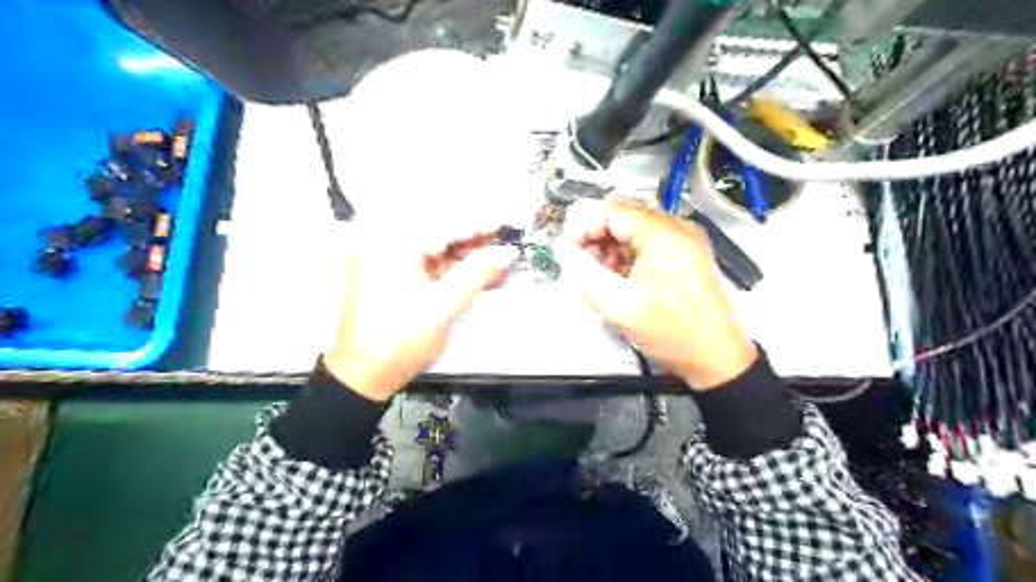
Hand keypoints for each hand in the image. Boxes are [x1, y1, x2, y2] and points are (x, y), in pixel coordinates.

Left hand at [325, 230, 514, 402]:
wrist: (363, 376)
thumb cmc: (399, 342)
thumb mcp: (445, 306)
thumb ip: (478, 274)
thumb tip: (505, 253)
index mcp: (394, 246)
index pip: (446, 225)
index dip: (481, 226)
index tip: (506, 226)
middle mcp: (384, 244)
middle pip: (438, 233)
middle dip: (474, 242)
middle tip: (504, 245)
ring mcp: (383, 260)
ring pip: (433, 249)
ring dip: (464, 257)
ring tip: (496, 263)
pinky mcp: (387, 276)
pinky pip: (424, 264)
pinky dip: (448, 269)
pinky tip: (474, 275)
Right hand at [554, 198, 758, 388]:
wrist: (716, 357)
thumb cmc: (670, 332)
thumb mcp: (618, 305)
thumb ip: (583, 272)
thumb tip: (561, 249)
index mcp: (663, 234)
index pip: (611, 210)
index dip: (582, 226)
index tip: (566, 250)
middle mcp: (676, 227)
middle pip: (622, 216)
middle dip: (594, 237)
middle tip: (580, 265)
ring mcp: (684, 239)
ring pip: (633, 229)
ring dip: (609, 247)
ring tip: (599, 276)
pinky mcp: (686, 252)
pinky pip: (647, 242)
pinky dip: (627, 254)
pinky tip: (619, 278)